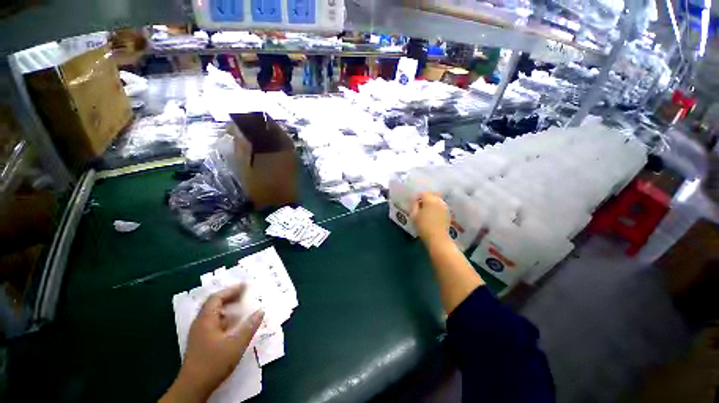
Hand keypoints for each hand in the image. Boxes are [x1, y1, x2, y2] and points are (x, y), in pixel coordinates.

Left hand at [161, 285, 263, 402]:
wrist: (193, 388)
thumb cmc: (214, 363)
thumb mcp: (236, 344)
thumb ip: (249, 326)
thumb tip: (261, 311)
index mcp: (206, 320)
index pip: (217, 298)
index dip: (231, 290)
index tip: (246, 286)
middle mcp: (200, 323)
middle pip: (214, 304)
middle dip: (231, 298)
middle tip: (246, 295)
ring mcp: (200, 333)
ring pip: (215, 315)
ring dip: (229, 309)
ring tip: (244, 308)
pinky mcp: (202, 342)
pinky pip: (215, 323)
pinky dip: (226, 319)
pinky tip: (236, 325)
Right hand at [411, 192, 450, 245]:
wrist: (437, 238)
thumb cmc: (423, 226)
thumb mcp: (414, 215)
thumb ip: (414, 206)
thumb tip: (416, 202)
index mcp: (429, 199)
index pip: (423, 193)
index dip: (417, 197)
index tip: (414, 203)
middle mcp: (439, 201)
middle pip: (432, 195)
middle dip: (426, 198)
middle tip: (420, 206)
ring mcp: (445, 207)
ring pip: (437, 200)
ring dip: (432, 203)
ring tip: (426, 210)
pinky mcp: (448, 213)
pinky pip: (440, 206)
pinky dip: (436, 208)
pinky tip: (432, 215)